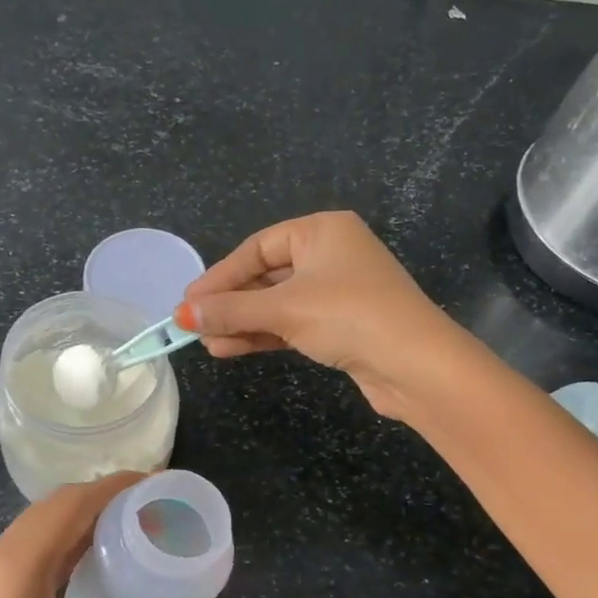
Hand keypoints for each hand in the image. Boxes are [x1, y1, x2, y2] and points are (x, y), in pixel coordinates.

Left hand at [0, 475, 217, 597]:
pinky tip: (87, 562)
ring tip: (130, 527)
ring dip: (82, 515)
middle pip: (58, 504)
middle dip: (105, 495)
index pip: (77, 500)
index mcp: (22, 561)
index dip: (119, 484)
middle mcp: (0, 551)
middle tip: (154, 506)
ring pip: (40, 522)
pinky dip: (62, 537)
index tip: (161, 482)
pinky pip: (28, 543)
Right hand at [178, 210, 463, 419]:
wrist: (416, 366)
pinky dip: (263, 335)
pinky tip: (231, 348)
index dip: (220, 276)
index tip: (188, 301)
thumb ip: (231, 310)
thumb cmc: (349, 317)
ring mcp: (338, 291)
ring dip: (242, 323)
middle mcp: (331, 254)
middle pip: (265, 275)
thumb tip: (182, 314)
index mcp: (322, 231)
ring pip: (277, 303)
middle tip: (192, 323)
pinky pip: (292, 323)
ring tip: (206, 342)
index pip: (257, 248)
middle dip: (230, 303)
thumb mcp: (284, 309)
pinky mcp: (341, 325)